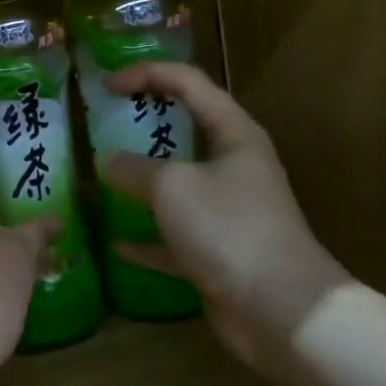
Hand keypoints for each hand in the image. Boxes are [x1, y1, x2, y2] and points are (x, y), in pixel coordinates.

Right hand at [103, 62, 348, 374]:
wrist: (282, 311)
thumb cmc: (229, 228)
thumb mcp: (172, 187)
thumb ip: (134, 168)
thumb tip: (109, 162)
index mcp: (233, 133)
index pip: (187, 82)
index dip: (145, 74)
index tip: (104, 86)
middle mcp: (233, 164)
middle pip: (185, 127)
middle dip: (145, 121)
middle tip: (105, 122)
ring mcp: (227, 209)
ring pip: (178, 183)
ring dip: (143, 179)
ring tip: (103, 173)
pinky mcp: (218, 250)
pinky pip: (174, 235)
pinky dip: (147, 237)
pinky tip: (116, 242)